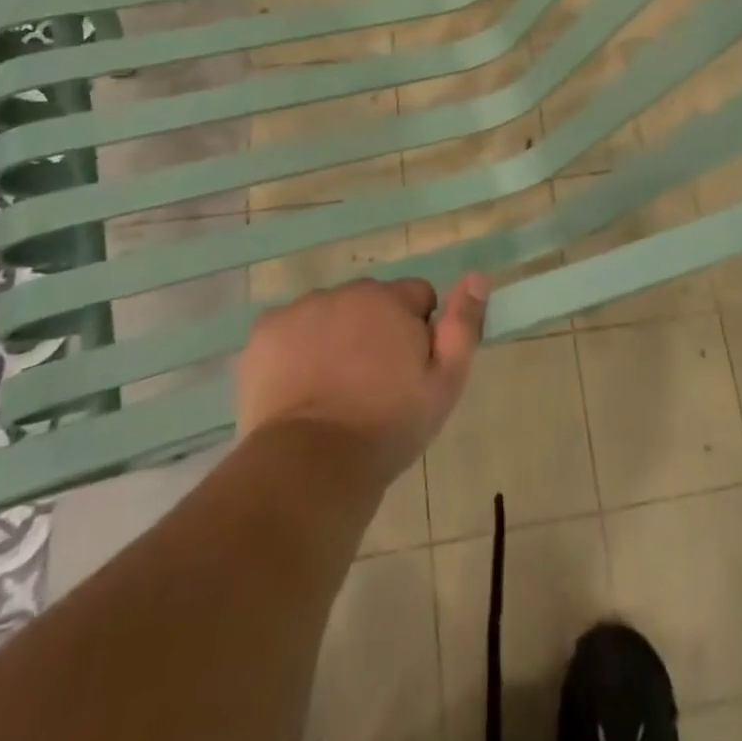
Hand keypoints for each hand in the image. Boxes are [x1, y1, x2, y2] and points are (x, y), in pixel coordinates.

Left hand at [235, 274, 489, 485]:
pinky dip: (296, 348)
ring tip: (333, 389)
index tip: (409, 368)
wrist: (311, 465)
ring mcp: (301, 309)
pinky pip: (290, 328)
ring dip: (336, 336)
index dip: (418, 330)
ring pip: (330, 313)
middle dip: (376, 329)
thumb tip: (477, 275)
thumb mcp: (445, 383)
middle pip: (371, 301)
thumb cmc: (388, 427)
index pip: (417, 295)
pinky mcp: (264, 332)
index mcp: (390, 299)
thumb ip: (463, 324)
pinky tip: (298, 386)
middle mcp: (346, 292)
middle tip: (372, 383)